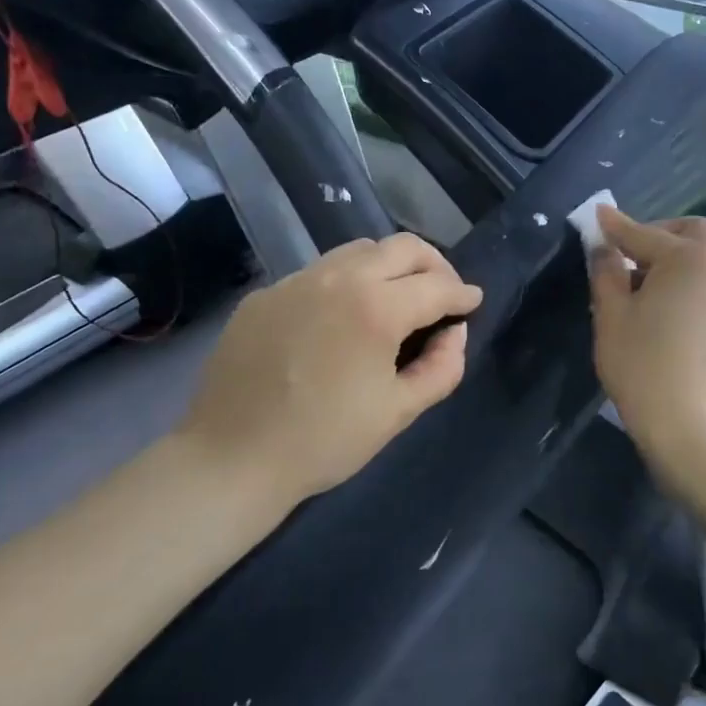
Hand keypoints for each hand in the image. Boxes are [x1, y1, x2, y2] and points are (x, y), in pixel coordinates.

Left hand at [182, 234, 481, 515]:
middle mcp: (337, 278)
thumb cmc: (325, 441)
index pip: (436, 286)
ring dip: (389, 265)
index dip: (462, 294)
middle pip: (401, 247)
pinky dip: (346, 282)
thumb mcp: (398, 412)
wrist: (232, 457)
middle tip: (443, 292)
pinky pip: (318, 273)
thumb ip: (442, 367)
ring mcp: (295, 281)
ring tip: (397, 297)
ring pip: (357, 251)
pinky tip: (341, 317)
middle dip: (433, 264)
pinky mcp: (264, 295)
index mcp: (375, 308)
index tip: (472, 302)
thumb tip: (455, 333)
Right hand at [589, 207, 705, 461]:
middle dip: (660, 235)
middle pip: (693, 235)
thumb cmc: (639, 362)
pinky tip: (669, 316)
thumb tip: (604, 246)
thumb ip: (606, 270)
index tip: (596, 217)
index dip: (616, 226)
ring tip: (643, 288)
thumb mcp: (611, 313)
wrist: (682, 422)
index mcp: (689, 260)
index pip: (645, 233)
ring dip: (676, 263)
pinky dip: (690, 291)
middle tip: (628, 253)